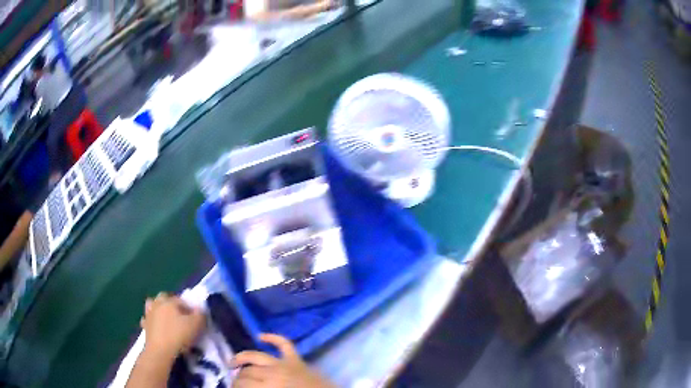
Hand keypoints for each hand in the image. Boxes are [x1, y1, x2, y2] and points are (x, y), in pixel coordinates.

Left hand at [140, 293, 205, 358]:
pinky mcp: (144, 325)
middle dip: (171, 304)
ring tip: (166, 319)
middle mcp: (157, 304)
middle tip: (180, 316)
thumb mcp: (195, 325)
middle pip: (164, 297)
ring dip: (158, 309)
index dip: (189, 308)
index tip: (195, 319)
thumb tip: (199, 309)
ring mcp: (149, 314)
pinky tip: (157, 328)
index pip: (181, 300)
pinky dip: (152, 321)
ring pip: (152, 305)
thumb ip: (200, 315)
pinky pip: (148, 319)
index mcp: (169, 301)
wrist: (160, 351)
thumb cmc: (178, 336)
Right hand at [232, 334, 333, 387]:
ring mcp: (285, 363)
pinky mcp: (297, 359)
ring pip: (257, 356)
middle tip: (234, 382)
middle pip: (248, 371)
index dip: (234, 385)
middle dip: (238, 377)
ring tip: (233, 363)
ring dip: (243, 358)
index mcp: (268, 386)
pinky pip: (284, 344)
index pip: (243, 383)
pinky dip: (273, 337)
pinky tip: (260, 335)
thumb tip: (245, 387)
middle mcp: (273, 372)